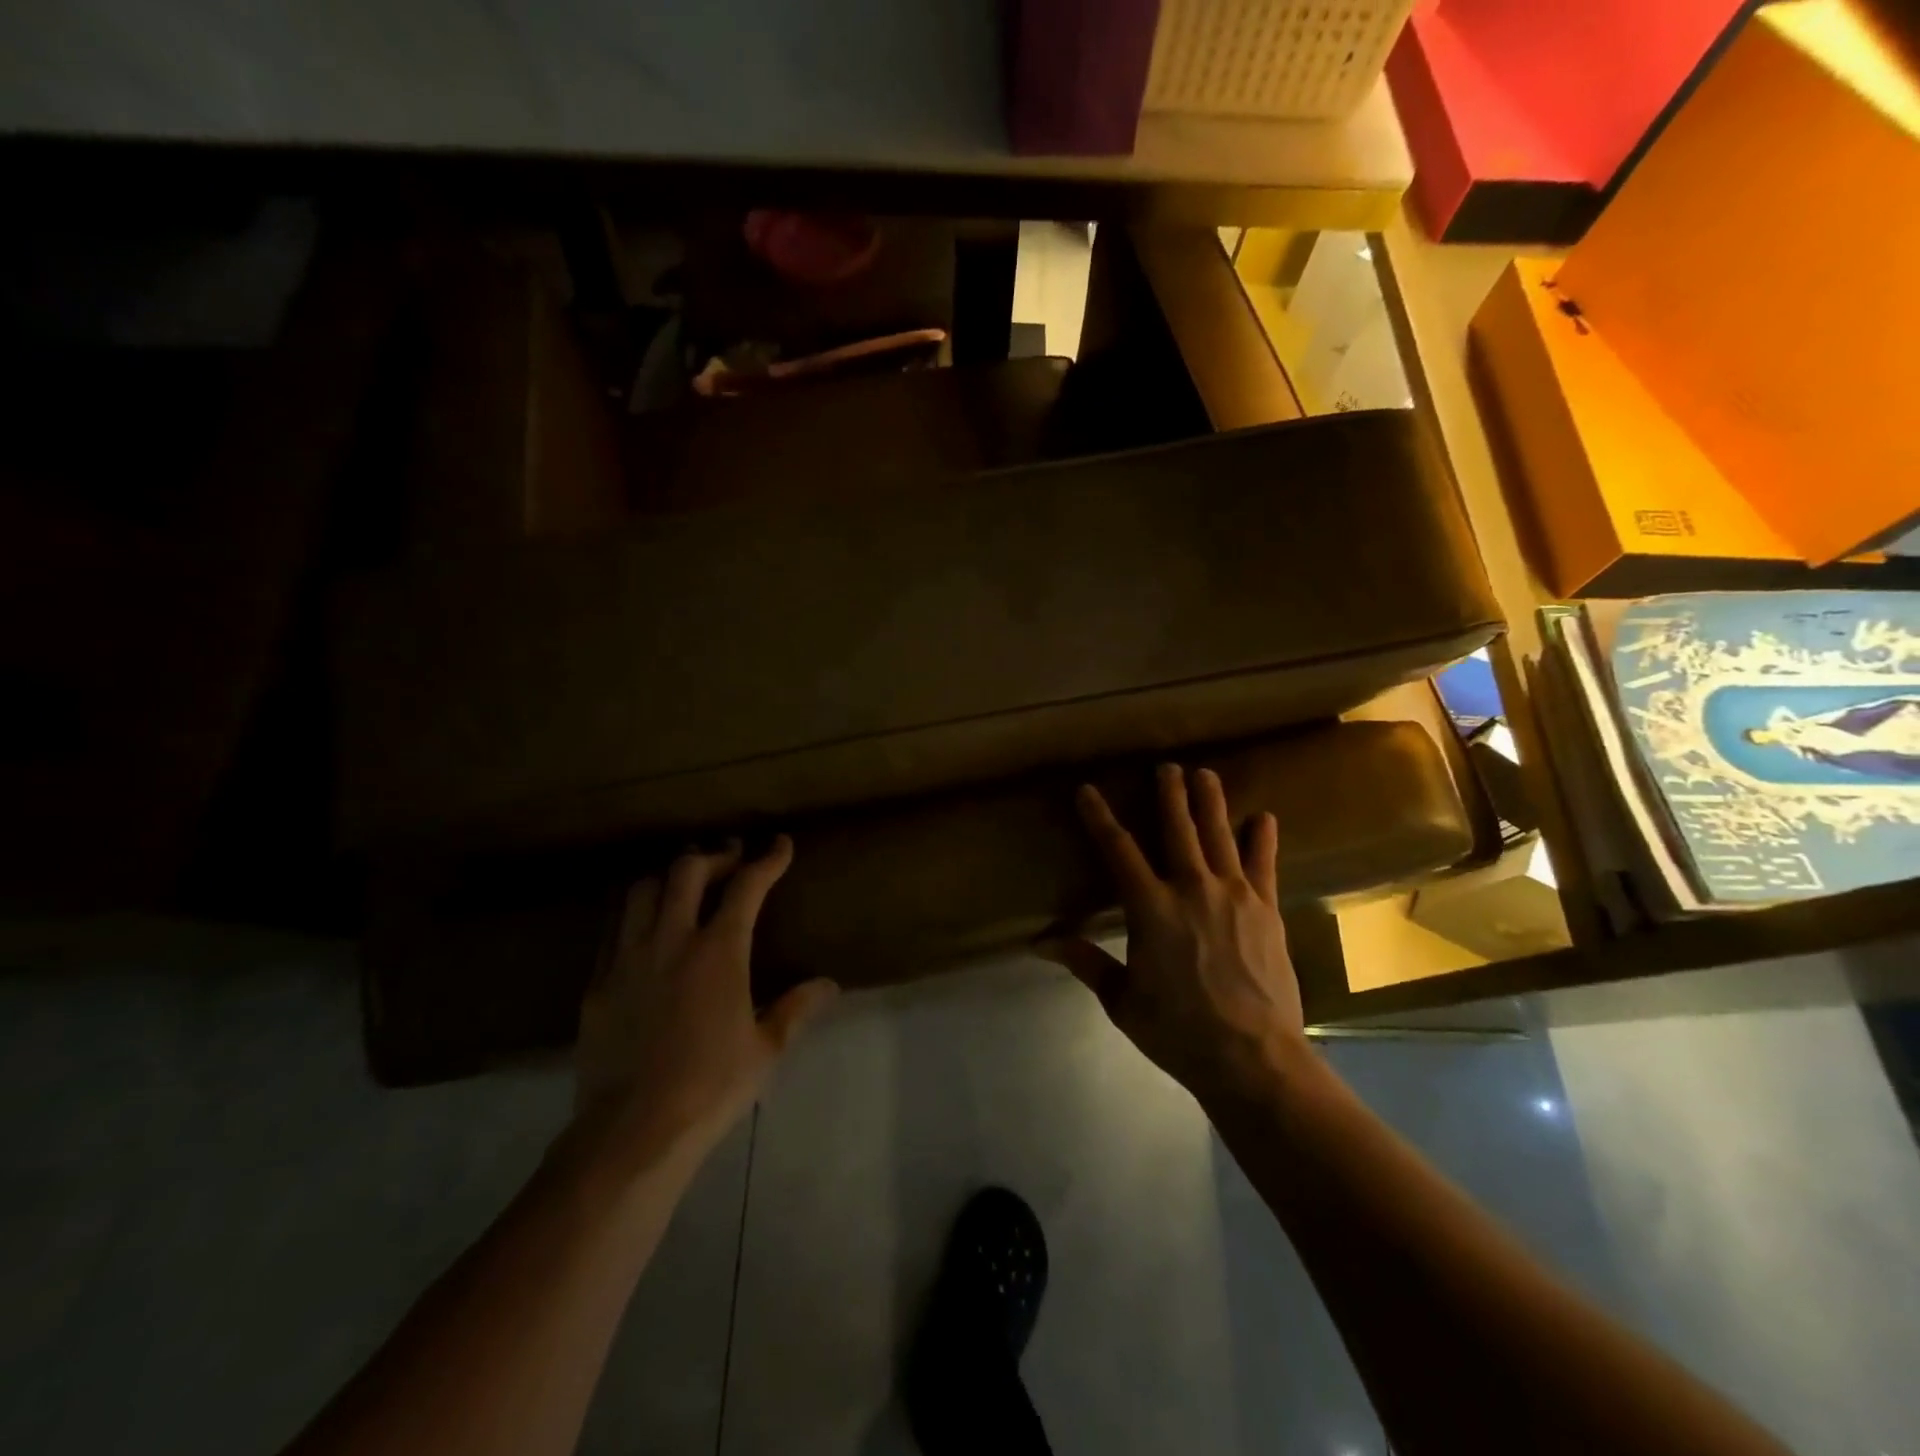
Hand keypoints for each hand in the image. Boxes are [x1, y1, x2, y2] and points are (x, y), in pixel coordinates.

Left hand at [574, 836, 837, 1157]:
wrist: (631, 1131)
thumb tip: (829, 984)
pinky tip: (646, 931)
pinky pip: (614, 929)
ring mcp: (627, 958)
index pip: (746, 887)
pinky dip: (636, 915)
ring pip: (643, 890)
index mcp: (718, 952)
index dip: (767, 860)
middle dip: (714, 856)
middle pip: (687, 871)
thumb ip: (796, 1008)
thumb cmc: (710, 1087)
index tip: (780, 845)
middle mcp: (671, 941)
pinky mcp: (598, 983)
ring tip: (685, 885)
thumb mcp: (765, 1049)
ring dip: (669, 877)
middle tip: (731, 858)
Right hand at [1044, 765, 1309, 1102]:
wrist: (1254, 1057)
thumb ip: (1086, 962)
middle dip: (1169, 794)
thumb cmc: (1179, 1031)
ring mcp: (1234, 894)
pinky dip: (1262, 838)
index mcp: (1150, 908)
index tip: (1087, 790)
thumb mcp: (1122, 1000)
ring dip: (1211, 801)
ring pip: (1219, 835)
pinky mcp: (1267, 909)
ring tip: (1206, 773)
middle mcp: (1191, 888)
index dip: (1099, 816)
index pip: (1117, 849)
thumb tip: (1040, 942)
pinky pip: (1263, 863)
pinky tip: (1263, 818)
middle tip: (1166, 767)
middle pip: (1177, 828)